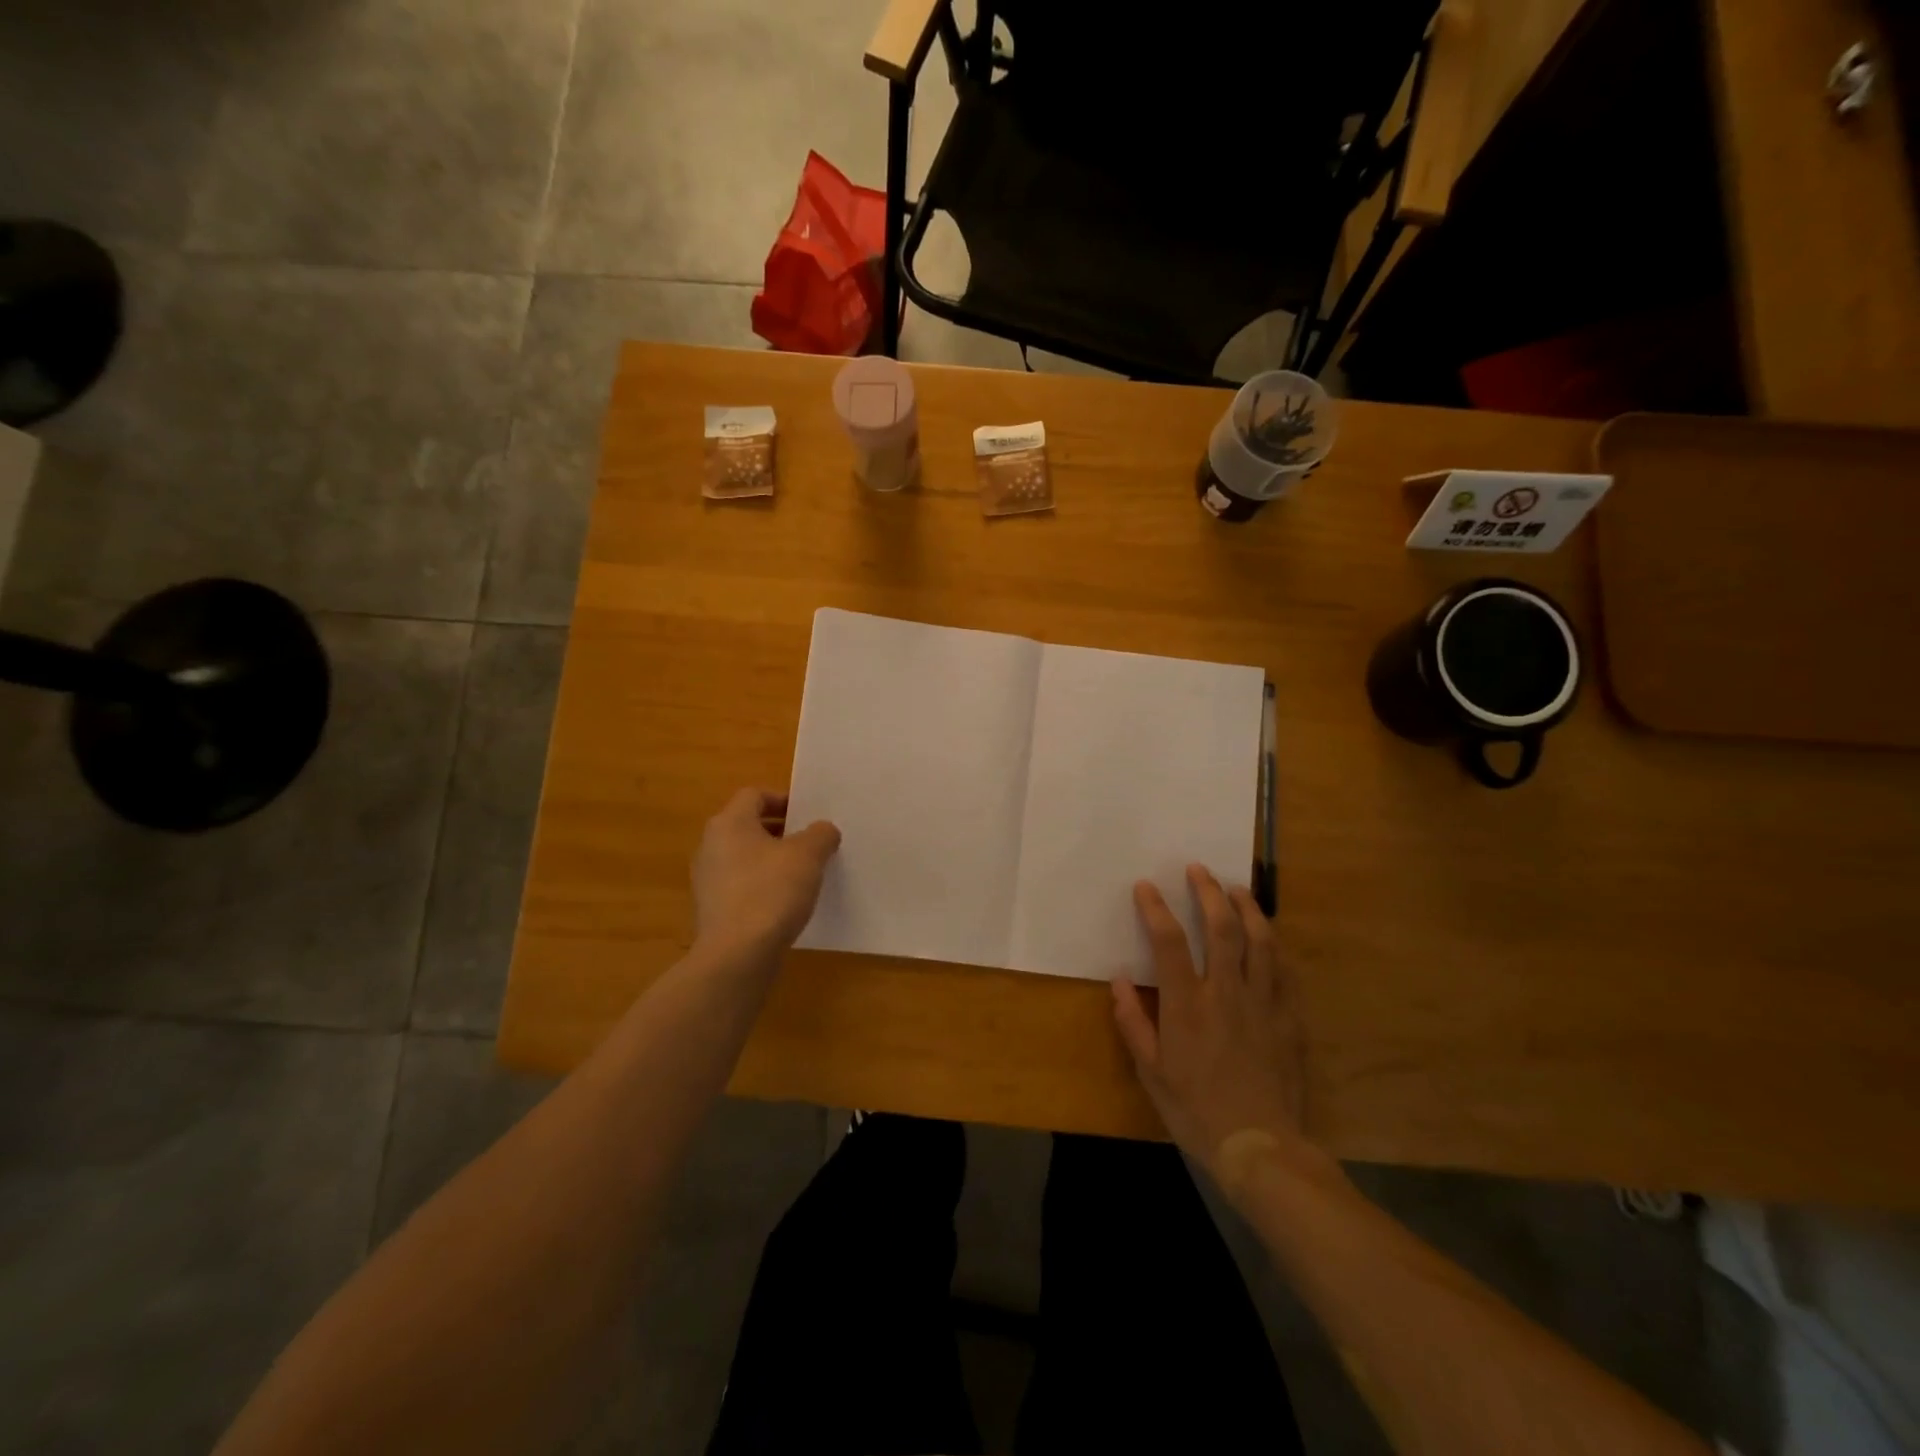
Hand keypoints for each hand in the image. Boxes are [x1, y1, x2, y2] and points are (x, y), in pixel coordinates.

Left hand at [691, 789, 840, 962]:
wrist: (737, 955)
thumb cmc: (771, 892)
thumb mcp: (808, 855)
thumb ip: (820, 834)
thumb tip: (822, 830)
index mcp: (729, 823)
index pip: (755, 795)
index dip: (784, 799)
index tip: (810, 814)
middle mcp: (711, 846)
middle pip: (748, 826)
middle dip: (782, 831)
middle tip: (812, 842)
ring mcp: (708, 880)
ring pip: (746, 858)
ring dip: (773, 861)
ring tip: (804, 874)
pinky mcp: (713, 910)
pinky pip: (742, 886)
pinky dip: (763, 887)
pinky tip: (787, 903)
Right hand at [1112, 866, 1314, 1191]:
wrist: (1261, 1148)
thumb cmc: (1197, 1111)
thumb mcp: (1152, 1072)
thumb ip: (1133, 1022)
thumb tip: (1119, 979)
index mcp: (1187, 1005)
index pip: (1169, 941)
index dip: (1155, 908)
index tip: (1146, 886)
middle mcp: (1226, 993)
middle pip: (1221, 928)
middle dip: (1208, 892)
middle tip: (1199, 869)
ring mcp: (1263, 1003)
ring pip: (1259, 942)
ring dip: (1248, 909)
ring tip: (1238, 889)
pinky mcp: (1289, 1019)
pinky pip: (1285, 972)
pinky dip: (1275, 947)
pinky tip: (1269, 936)